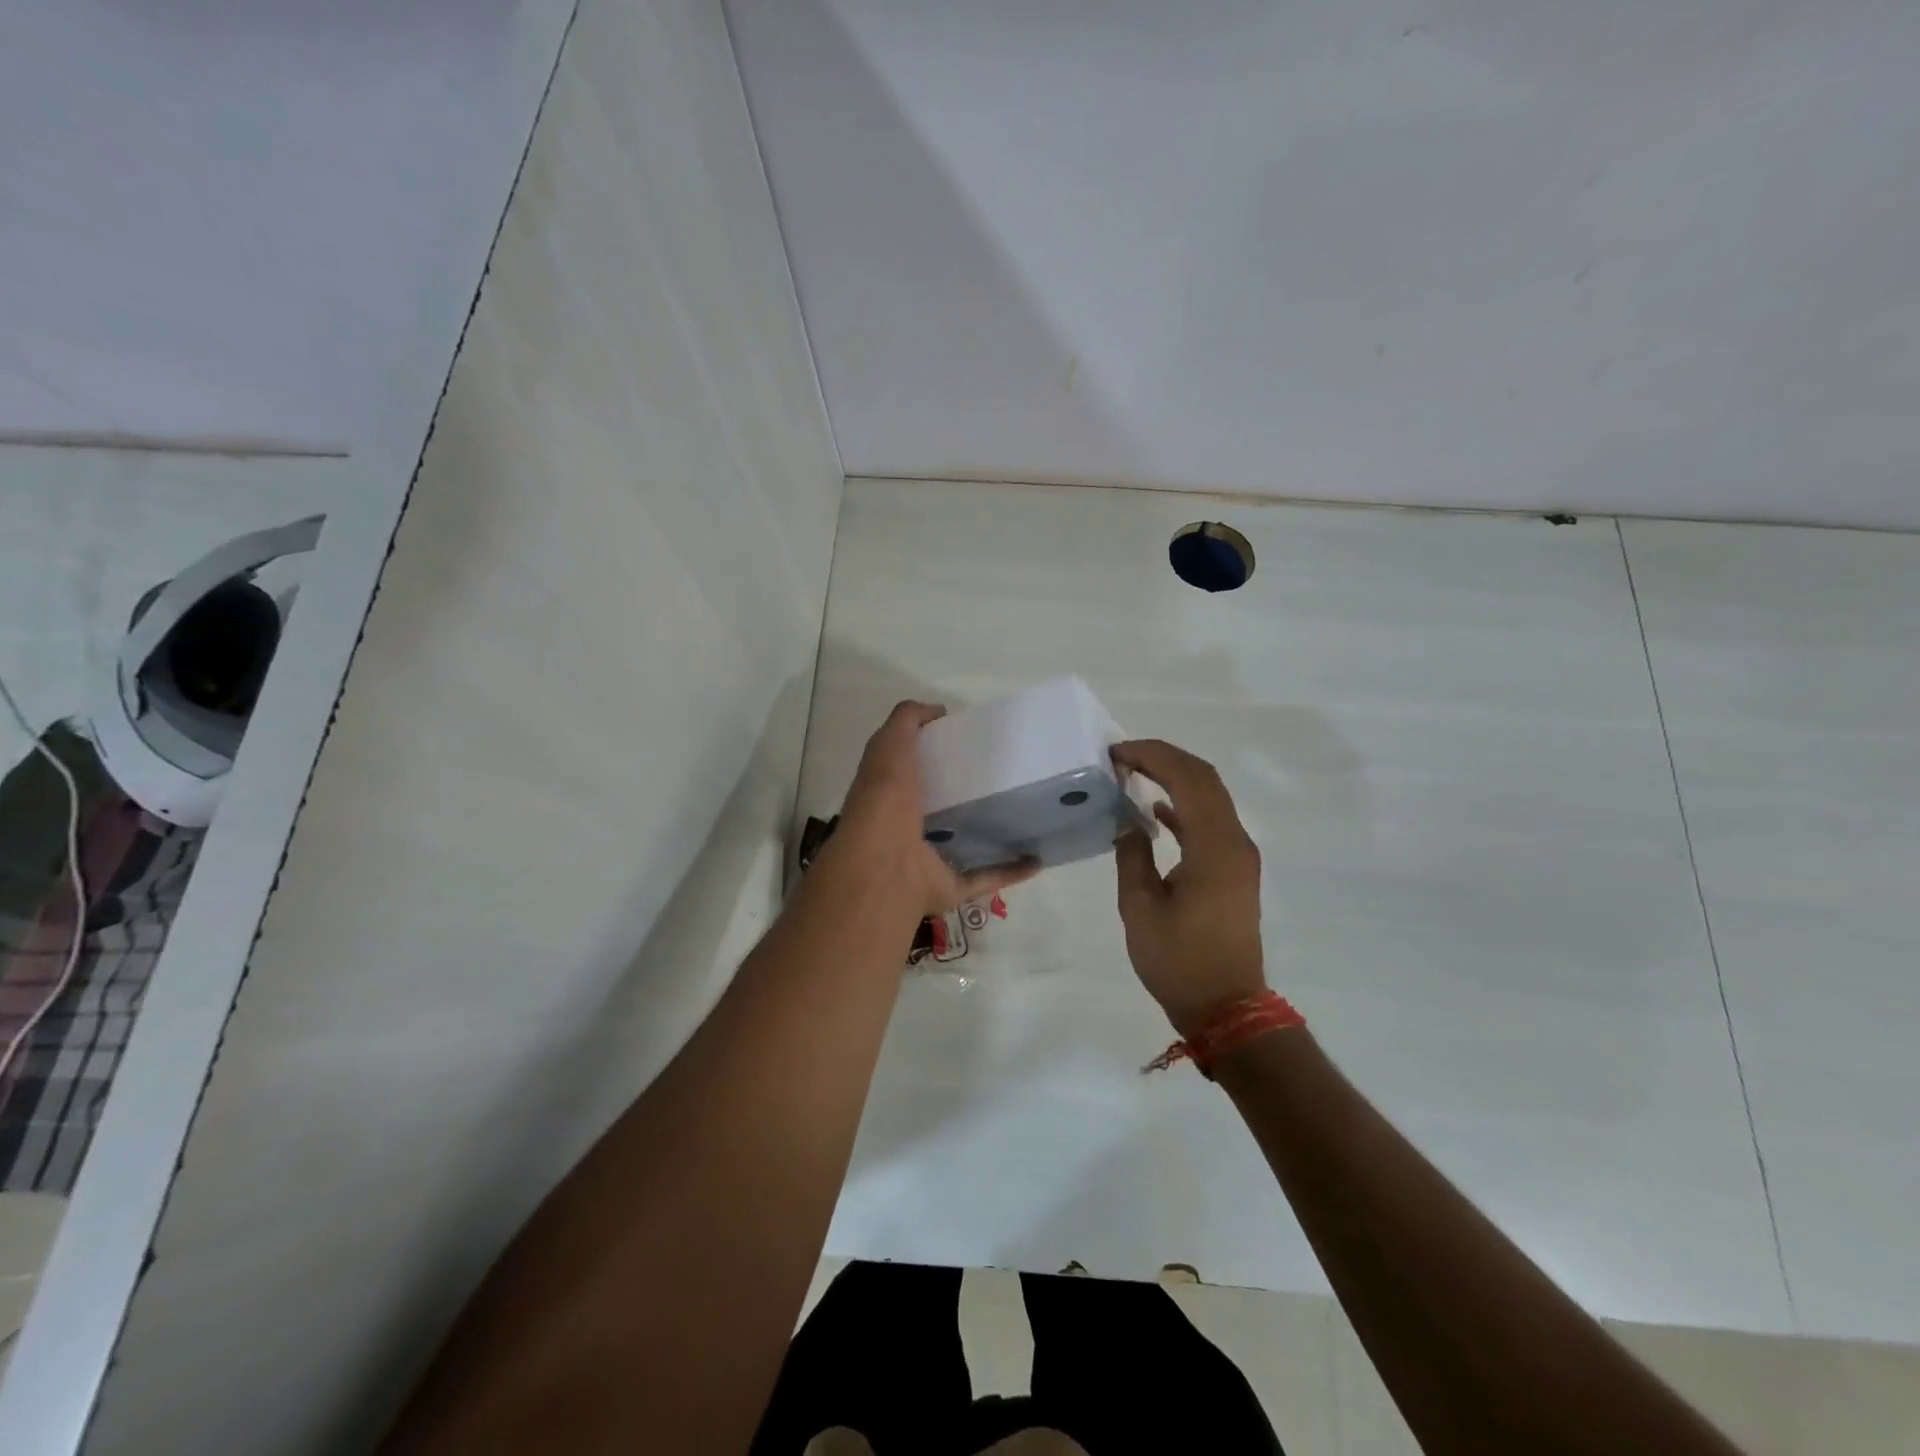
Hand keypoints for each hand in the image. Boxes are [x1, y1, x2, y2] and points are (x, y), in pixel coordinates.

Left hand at [830, 701, 1038, 920]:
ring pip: (963, 845)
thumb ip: (907, 720)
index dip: (937, 757)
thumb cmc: (884, 799)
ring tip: (1024, 814)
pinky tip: (1036, 859)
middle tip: (1006, 775)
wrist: (884, 864)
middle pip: (939, 810)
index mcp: (890, 794)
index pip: (912, 773)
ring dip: (989, 834)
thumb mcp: (889, 744)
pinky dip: (1010, 871)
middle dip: (967, 795)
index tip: (972, 744)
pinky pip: (984, 878)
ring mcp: (928, 861)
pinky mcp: (950, 886)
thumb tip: (938, 711)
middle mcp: (906, 828)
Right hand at [1112, 740, 1266, 1036]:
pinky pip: (1210, 821)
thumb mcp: (1140, 908)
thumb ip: (1132, 855)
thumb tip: (1128, 822)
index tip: (1116, 753)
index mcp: (1214, 847)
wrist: (1227, 1007)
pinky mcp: (1234, 869)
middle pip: (1204, 779)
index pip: (1188, 779)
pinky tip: (1155, 811)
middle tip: (1121, 756)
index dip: (1152, 756)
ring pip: (1210, 796)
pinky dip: (1183, 805)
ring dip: (1174, 778)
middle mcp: (1234, 841)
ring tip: (1132, 773)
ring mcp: (1239, 855)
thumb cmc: (1178, 961)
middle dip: (1163, 758)